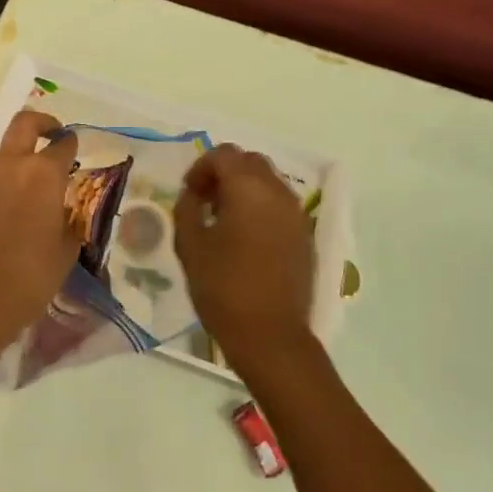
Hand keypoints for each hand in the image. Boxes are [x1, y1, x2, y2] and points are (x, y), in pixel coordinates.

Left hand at [0, 110, 79, 351]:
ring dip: (22, 155)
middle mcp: (12, 166)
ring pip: (6, 151)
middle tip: (55, 134)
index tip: (77, 149)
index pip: (62, 144)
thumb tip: (67, 211)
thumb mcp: (65, 250)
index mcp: (42, 173)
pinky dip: (8, 179)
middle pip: (25, 124)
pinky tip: (18, 207)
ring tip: (39, 183)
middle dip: (43, 123)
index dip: (72, 144)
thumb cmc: (29, 276)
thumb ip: (70, 221)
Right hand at [174, 145, 314, 362]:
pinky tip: (246, 237)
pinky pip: (280, 205)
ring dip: (244, 188)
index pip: (223, 154)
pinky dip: (261, 207)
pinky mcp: (305, 235)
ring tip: (224, 219)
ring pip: (268, 181)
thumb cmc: (224, 288)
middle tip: (205, 200)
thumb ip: (187, 208)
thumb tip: (194, 194)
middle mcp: (277, 192)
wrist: (272, 337)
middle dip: (225, 172)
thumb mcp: (190, 245)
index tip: (189, 192)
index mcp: (248, 188)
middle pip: (249, 161)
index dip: (201, 167)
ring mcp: (296, 213)